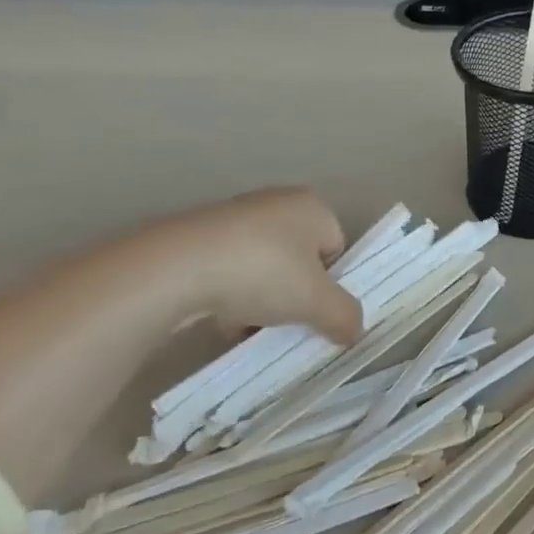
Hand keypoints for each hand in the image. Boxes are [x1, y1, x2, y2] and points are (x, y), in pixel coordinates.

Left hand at [122, 187, 362, 342]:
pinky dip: (230, 295)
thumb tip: (355, 330)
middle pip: (299, 260)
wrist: (177, 267)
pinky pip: (229, 271)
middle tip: (285, 321)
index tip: (314, 310)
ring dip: (261, 300)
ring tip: (248, 327)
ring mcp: (235, 218)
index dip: (330, 284)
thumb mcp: (315, 302)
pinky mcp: (199, 236)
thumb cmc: (262, 272)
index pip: (336, 248)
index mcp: (311, 206)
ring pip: (263, 269)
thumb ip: (344, 315)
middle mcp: (276, 203)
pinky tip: (220, 320)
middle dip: (293, 295)